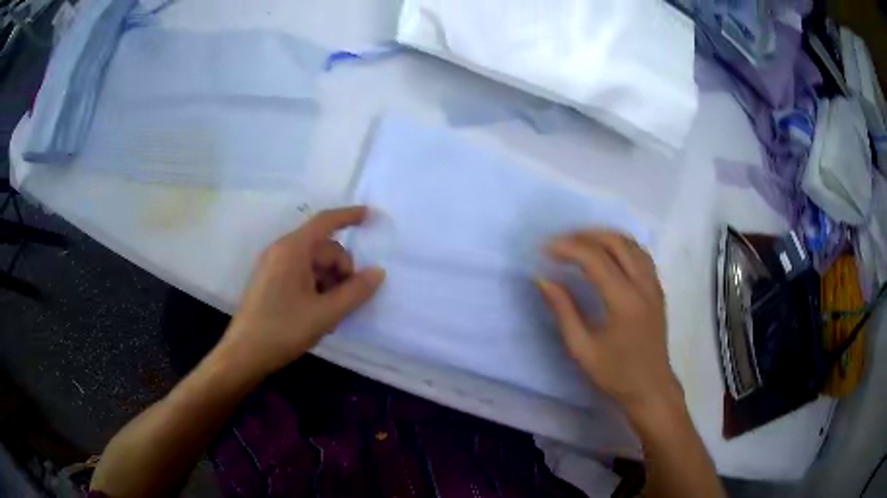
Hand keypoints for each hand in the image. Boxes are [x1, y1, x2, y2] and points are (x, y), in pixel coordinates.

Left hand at [220, 207, 384, 375]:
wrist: (243, 354)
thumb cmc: (283, 330)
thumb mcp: (325, 314)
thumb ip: (355, 292)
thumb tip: (378, 272)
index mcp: (292, 250)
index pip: (325, 222)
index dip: (349, 216)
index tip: (370, 216)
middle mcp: (280, 251)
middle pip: (322, 248)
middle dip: (341, 270)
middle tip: (346, 302)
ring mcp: (272, 266)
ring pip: (312, 264)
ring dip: (329, 283)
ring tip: (330, 315)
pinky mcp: (268, 281)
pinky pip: (299, 274)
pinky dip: (314, 288)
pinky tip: (316, 314)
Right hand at [536, 232, 682, 423]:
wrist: (650, 388)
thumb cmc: (615, 374)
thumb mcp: (582, 349)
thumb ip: (563, 311)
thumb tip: (543, 280)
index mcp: (624, 301)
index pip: (595, 259)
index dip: (568, 248)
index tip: (544, 250)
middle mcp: (643, 285)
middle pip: (616, 242)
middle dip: (585, 236)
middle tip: (560, 243)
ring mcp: (654, 285)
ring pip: (631, 244)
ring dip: (604, 237)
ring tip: (580, 243)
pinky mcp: (657, 289)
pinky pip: (640, 254)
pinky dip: (620, 245)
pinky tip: (606, 254)